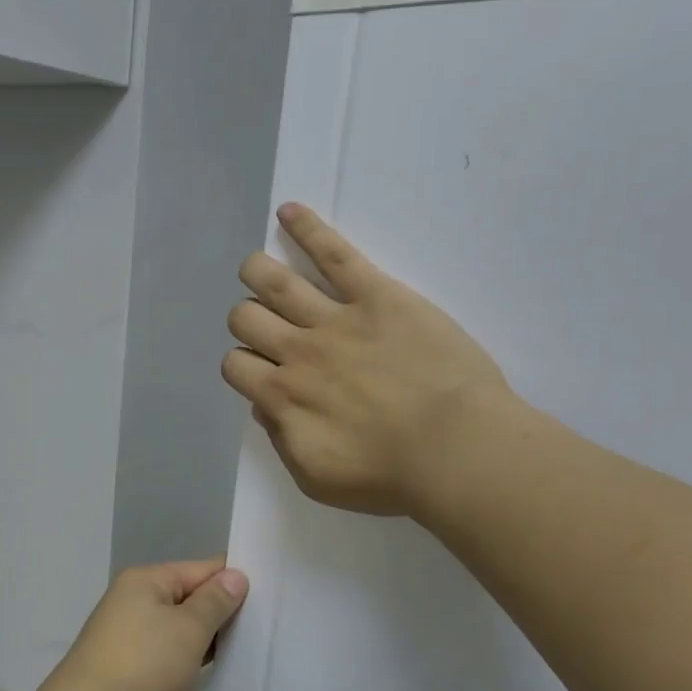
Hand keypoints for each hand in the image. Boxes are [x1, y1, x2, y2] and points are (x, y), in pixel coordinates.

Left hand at [28, 559, 248, 690]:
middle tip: (261, 628)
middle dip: (220, 612)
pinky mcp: (124, 663)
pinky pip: (164, 650)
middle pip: (188, 596)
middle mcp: (132, 598)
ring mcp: (125, 631)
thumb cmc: (142, 665)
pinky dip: (184, 657)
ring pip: (176, 626)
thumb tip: (235, 575)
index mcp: (146, 579)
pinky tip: (205, 670)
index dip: (233, 581)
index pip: (201, 568)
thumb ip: (215, 601)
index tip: (269, 598)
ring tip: (242, 650)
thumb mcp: (188, 629)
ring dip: (203, 638)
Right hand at [222, 203, 512, 519]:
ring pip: (274, 281)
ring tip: (257, 269)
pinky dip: (308, 229)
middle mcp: (297, 351)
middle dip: (247, 320)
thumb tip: (264, 404)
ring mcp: (335, 318)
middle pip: (245, 318)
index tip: (264, 373)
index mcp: (282, 396)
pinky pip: (335, 253)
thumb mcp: (316, 478)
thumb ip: (280, 438)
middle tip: (269, 328)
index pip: (235, 365)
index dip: (243, 366)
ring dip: (257, 272)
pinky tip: (288, 212)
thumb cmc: (389, 475)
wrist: (456, 450)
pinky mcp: (377, 294)